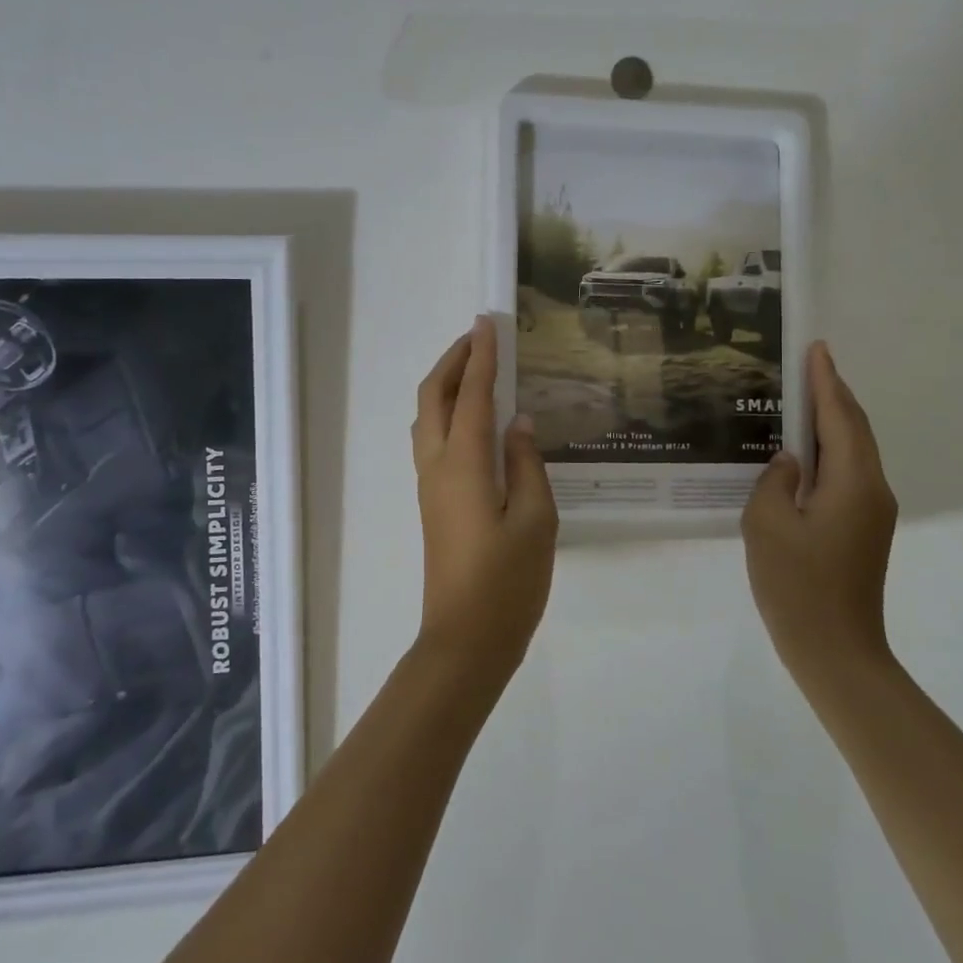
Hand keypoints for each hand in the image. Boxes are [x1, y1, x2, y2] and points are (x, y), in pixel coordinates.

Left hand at [411, 317, 558, 685]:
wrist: (466, 640)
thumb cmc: (507, 582)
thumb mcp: (535, 520)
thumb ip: (527, 464)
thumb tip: (517, 423)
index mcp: (464, 464)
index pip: (470, 395)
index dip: (481, 356)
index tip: (488, 323)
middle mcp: (437, 466)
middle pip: (433, 398)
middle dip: (453, 361)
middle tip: (479, 338)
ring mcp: (430, 485)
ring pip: (426, 418)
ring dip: (446, 385)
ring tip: (476, 370)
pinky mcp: (433, 503)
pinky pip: (433, 440)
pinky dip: (447, 412)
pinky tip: (474, 420)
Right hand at [741, 341, 898, 687]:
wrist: (835, 652)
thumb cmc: (796, 586)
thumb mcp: (766, 524)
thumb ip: (774, 480)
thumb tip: (789, 462)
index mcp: (853, 483)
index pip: (839, 417)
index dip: (826, 381)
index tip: (817, 348)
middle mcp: (872, 490)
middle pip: (855, 429)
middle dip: (834, 394)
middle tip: (809, 364)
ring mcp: (871, 512)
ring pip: (853, 452)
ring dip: (832, 421)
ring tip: (802, 398)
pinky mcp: (862, 530)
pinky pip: (847, 474)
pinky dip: (830, 450)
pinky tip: (803, 452)